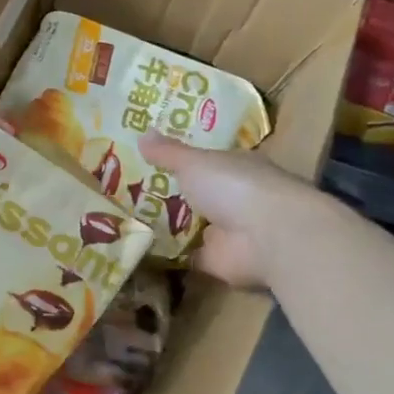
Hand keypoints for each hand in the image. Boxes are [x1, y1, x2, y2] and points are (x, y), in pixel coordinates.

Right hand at [141, 131, 340, 288]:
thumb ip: (168, 152)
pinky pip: (186, 254)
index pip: (208, 161)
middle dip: (171, 192)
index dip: (183, 159)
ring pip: (191, 225)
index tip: (152, 158)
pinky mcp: (217, 261)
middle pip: (198, 194)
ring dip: (167, 223)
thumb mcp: (194, 162)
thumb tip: (142, 133)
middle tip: (129, 188)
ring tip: (125, 217)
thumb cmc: (235, 186)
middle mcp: (234, 198)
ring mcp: (227, 231)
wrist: (268, 237)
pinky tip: (140, 247)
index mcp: (236, 167)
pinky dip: (168, 253)